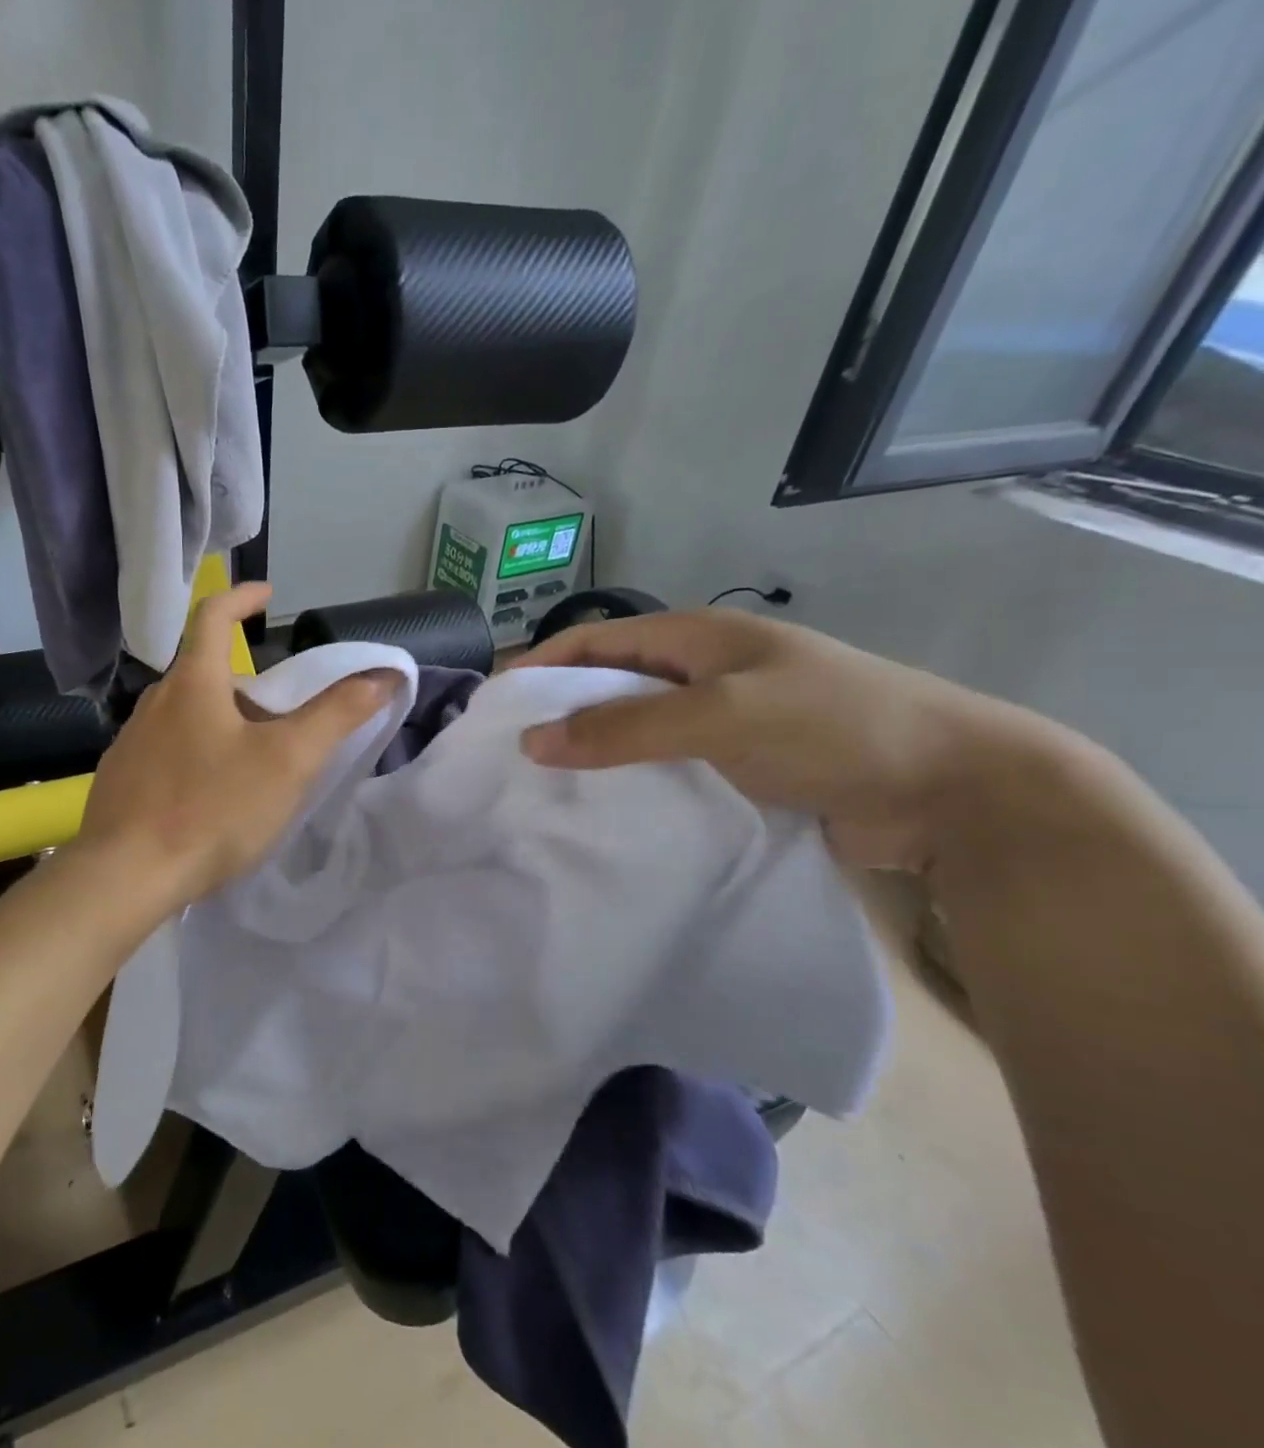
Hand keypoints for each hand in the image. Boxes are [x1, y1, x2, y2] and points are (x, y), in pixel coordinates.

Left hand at [78, 583, 392, 904]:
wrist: (125, 876)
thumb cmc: (213, 809)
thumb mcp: (288, 761)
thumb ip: (336, 715)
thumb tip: (382, 675)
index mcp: (192, 684)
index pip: (211, 615)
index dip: (240, 596)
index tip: (267, 596)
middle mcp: (154, 704)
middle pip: (202, 673)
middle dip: (244, 683)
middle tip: (279, 715)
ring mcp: (129, 744)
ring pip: (183, 716)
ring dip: (218, 721)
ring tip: (249, 760)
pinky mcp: (119, 782)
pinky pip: (163, 752)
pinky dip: (193, 756)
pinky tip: (207, 797)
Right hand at [515, 610, 1060, 869]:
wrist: (955, 790)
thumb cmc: (835, 728)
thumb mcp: (722, 717)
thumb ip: (625, 727)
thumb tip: (532, 741)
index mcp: (698, 638)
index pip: (595, 640)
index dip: (540, 666)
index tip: (492, 705)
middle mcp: (703, 672)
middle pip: (610, 684)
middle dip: (560, 711)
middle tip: (509, 752)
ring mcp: (723, 720)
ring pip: (636, 730)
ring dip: (594, 751)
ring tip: (543, 786)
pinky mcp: (740, 766)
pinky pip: (667, 767)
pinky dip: (632, 782)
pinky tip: (605, 809)